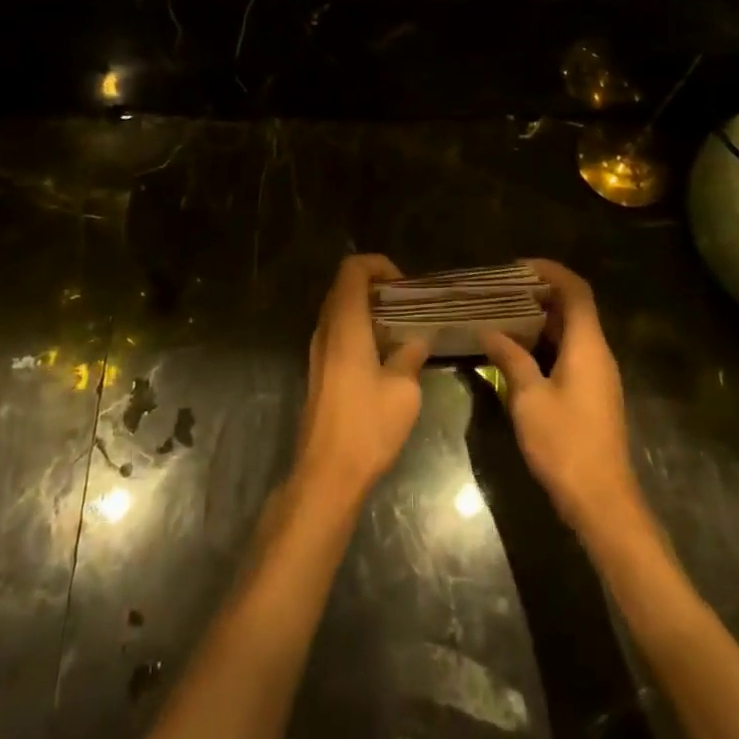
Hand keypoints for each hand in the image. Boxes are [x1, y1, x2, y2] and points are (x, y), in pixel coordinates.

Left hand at [292, 254, 429, 508]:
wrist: (327, 473)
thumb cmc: (367, 426)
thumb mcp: (403, 389)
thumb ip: (411, 354)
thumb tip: (420, 337)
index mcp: (345, 323)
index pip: (353, 269)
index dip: (379, 265)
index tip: (405, 286)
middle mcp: (326, 329)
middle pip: (345, 286)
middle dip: (377, 286)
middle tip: (408, 304)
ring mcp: (318, 350)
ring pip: (340, 310)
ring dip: (369, 309)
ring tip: (402, 327)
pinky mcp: (319, 370)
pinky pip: (338, 332)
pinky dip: (360, 329)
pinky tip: (386, 354)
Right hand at [481, 259, 642, 536]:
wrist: (602, 502)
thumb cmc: (565, 444)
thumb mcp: (528, 399)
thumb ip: (510, 359)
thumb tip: (490, 331)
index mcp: (588, 346)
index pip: (576, 291)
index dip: (551, 272)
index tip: (519, 267)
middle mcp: (597, 354)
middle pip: (574, 309)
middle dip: (540, 294)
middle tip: (503, 290)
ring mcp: (597, 376)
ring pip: (571, 333)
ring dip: (540, 320)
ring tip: (503, 315)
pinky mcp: (592, 395)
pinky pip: (569, 354)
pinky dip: (545, 343)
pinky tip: (516, 352)